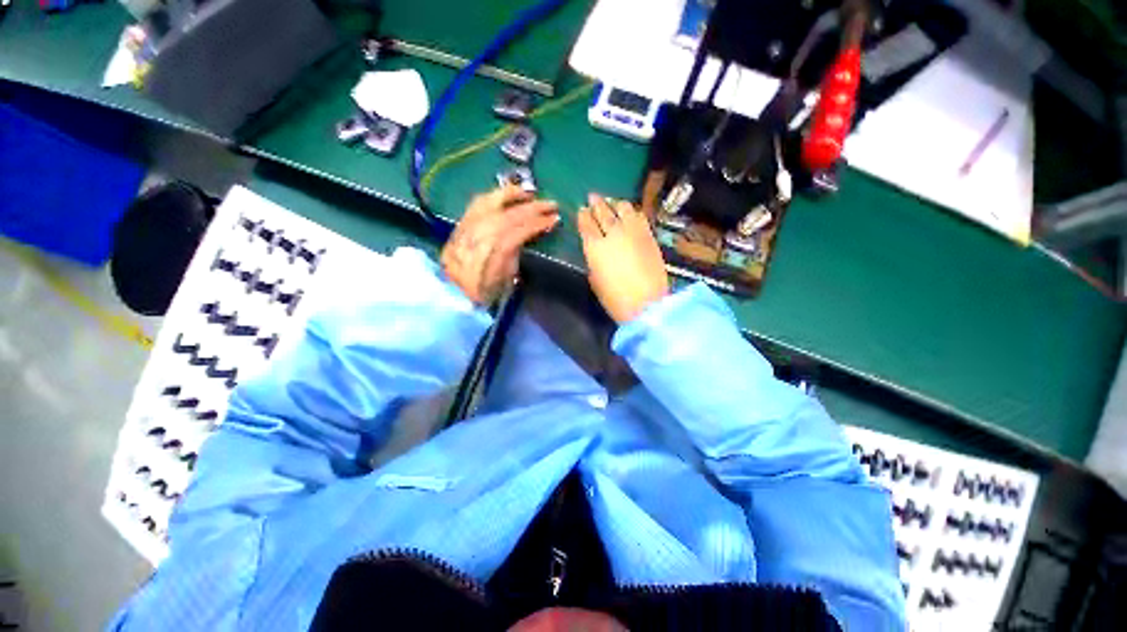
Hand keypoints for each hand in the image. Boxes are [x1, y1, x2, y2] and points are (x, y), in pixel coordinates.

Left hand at [441, 186, 558, 304]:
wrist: (453, 293)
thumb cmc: (484, 293)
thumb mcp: (504, 282)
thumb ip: (513, 257)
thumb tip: (524, 235)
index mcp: (483, 263)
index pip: (512, 236)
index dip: (534, 225)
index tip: (553, 220)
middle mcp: (469, 243)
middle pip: (502, 218)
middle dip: (530, 209)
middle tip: (551, 205)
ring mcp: (461, 232)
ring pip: (488, 206)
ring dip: (512, 196)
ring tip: (531, 194)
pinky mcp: (458, 226)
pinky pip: (476, 204)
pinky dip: (494, 196)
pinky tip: (507, 194)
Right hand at [577, 193, 668, 323]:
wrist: (647, 304)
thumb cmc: (615, 299)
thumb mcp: (595, 280)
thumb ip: (594, 260)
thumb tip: (596, 250)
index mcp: (595, 247)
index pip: (586, 224)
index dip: (582, 216)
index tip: (581, 210)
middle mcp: (613, 234)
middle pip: (603, 212)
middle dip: (597, 203)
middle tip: (592, 197)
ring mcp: (634, 232)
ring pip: (623, 209)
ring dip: (615, 203)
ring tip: (612, 202)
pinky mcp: (649, 236)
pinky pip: (639, 217)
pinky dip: (632, 212)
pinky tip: (630, 213)